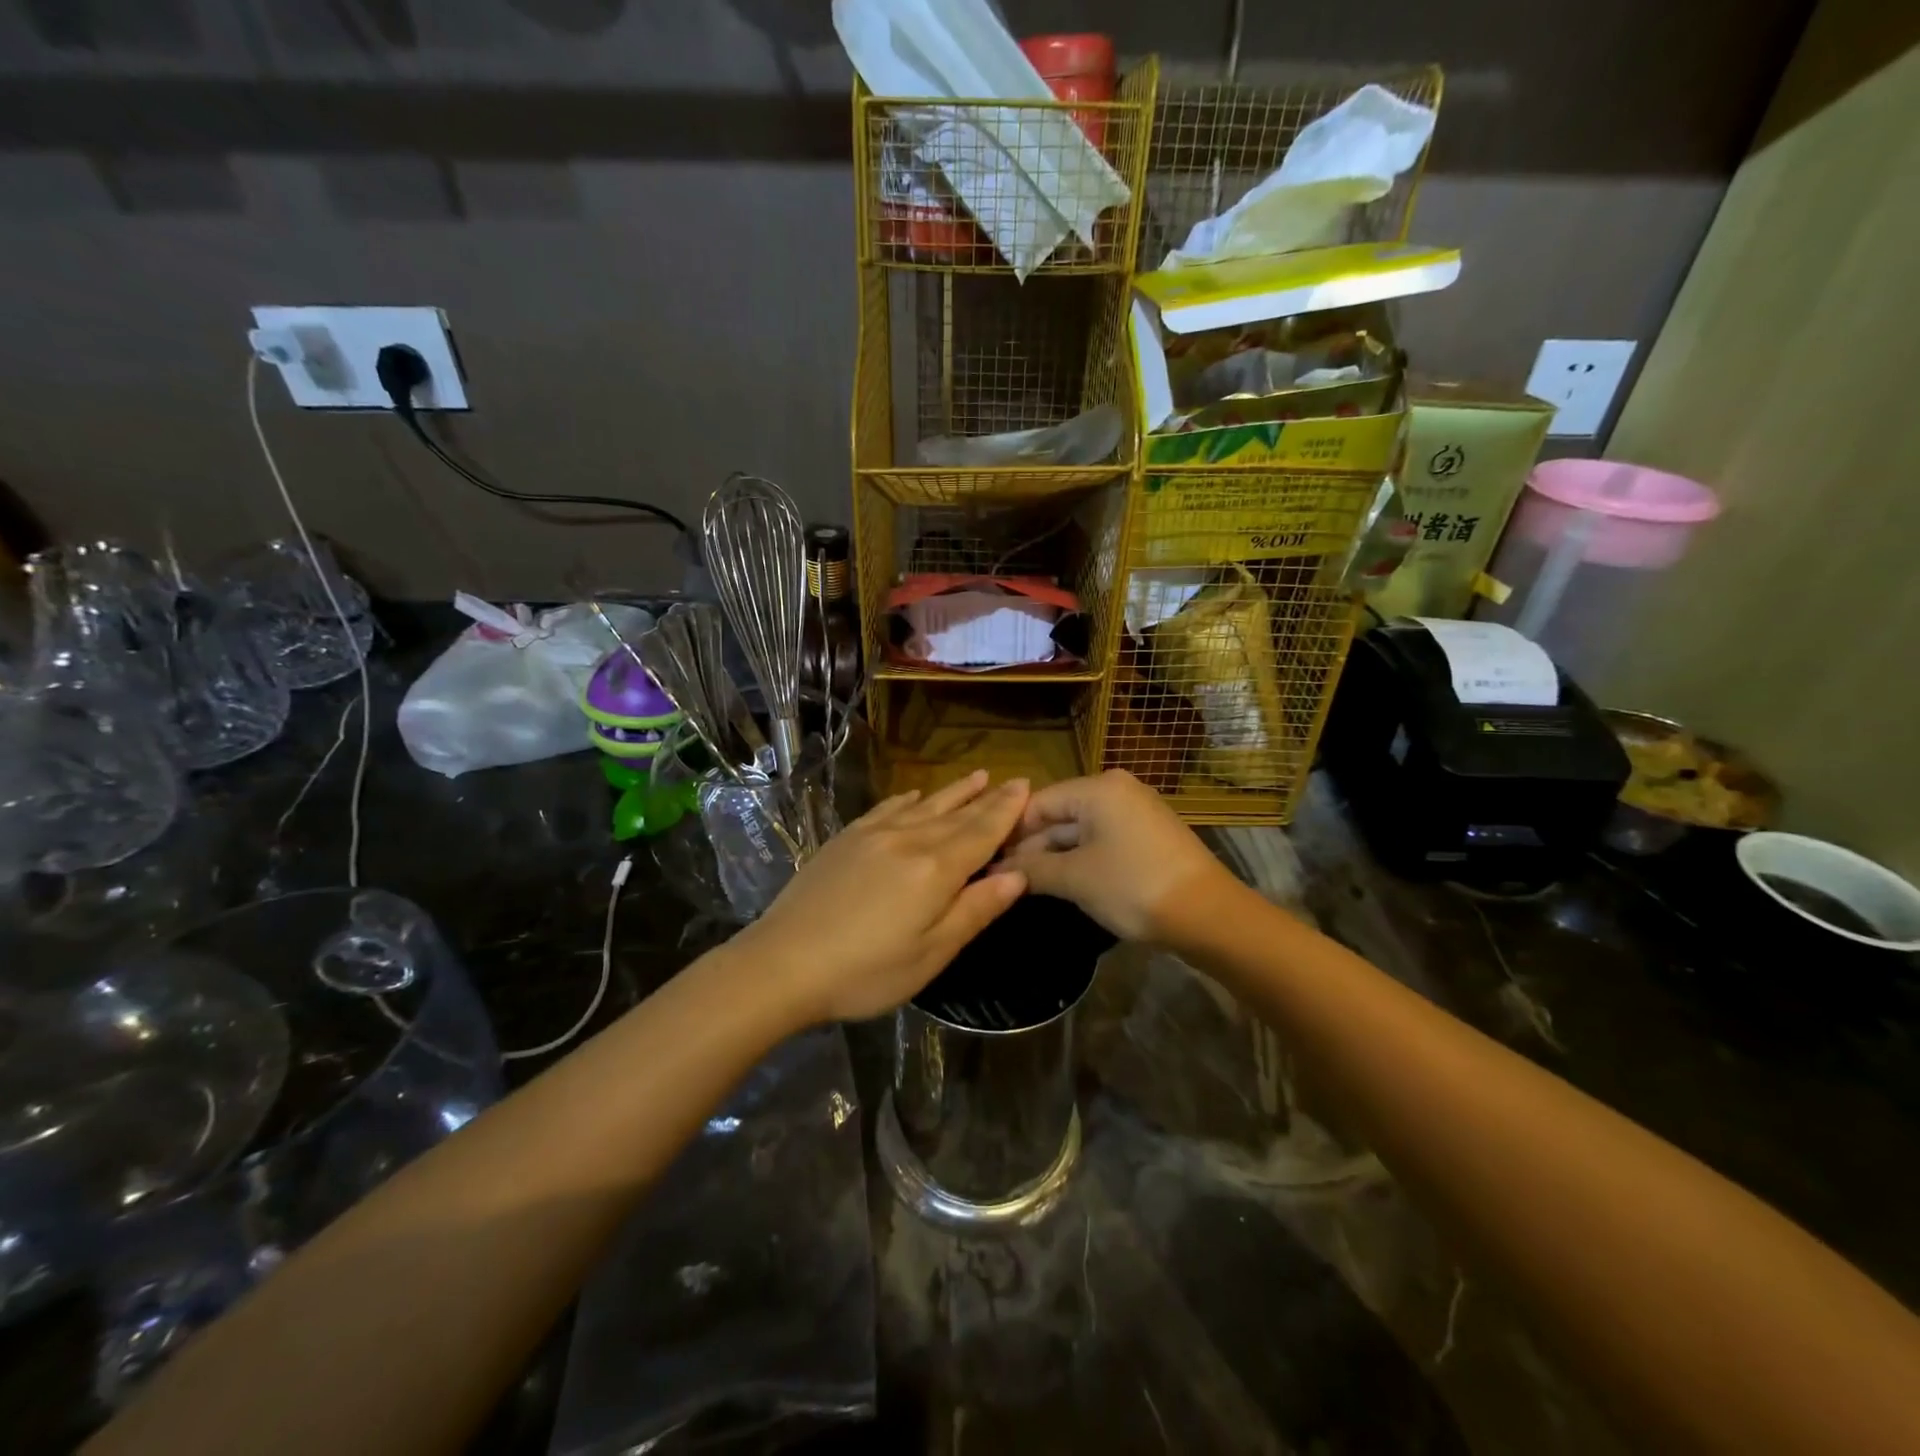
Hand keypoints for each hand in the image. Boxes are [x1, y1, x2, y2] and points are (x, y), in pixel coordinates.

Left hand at [742, 771, 1031, 1024]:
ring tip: (976, 776)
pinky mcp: (847, 838)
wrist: (782, 963)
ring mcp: (874, 834)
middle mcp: (909, 840)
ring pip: (925, 805)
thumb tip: (1017, 875)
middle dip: (987, 797)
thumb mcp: (931, 954)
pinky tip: (915, 795)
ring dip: (954, 792)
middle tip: (1011, 779)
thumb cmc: (865, 972)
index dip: (1006, 810)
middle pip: (957, 814)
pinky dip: (908, 799)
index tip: (1025, 786)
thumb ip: (975, 910)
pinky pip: (887, 808)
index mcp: (936, 869)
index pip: (982, 832)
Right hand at [996, 769, 1232, 941]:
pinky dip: (1080, 859)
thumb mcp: (1075, 878)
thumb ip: (1033, 869)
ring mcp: (1136, 812)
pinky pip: (1102, 840)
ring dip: (1053, 856)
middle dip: (1031, 846)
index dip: (1010, 831)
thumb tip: (998, 870)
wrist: (1209, 916)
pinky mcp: (1148, 836)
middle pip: (1059, 814)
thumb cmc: (1133, 887)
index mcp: (1098, 788)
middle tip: (1000, 877)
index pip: (1038, 802)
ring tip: (1024, 884)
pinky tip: (1060, 882)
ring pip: (1080, 830)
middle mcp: (1117, 790)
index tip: (985, 858)